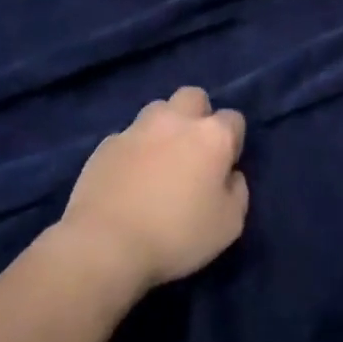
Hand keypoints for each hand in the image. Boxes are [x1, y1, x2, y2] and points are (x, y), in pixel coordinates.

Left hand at [60, 88, 248, 293]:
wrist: (105, 244)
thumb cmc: (176, 234)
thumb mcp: (229, 225)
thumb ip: (237, 192)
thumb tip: (230, 176)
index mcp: (212, 136)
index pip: (234, 120)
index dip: (232, 142)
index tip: (224, 169)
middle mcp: (176, 120)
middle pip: (194, 97)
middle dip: (198, 116)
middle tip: (193, 151)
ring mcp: (137, 128)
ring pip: (158, 110)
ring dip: (164, 128)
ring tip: (159, 161)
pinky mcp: (106, 144)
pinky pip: (128, 137)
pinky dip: (134, 150)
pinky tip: (129, 178)